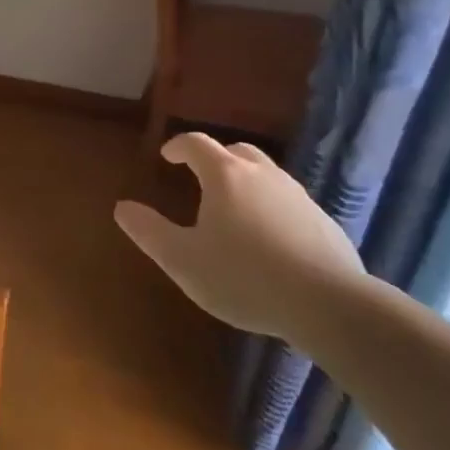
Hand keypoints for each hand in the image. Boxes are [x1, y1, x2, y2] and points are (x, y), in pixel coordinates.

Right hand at [114, 133, 363, 341]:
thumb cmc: (243, 277)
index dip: (178, 147)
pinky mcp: (324, 221)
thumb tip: (122, 207)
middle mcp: (263, 175)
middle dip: (215, 158)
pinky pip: (289, 202)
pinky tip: (270, 238)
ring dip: (246, 182)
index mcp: (226, 176)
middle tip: (201, 177)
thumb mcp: (183, 260)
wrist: (328, 304)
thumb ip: (149, 232)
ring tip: (234, 209)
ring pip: (267, 175)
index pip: (197, 144)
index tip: (167, 156)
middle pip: (236, 152)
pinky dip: (271, 207)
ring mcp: (298, 196)